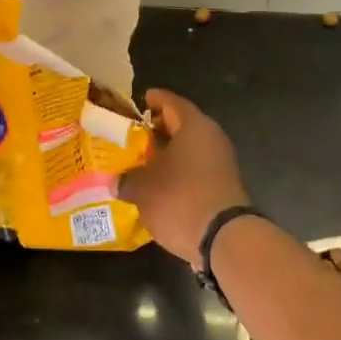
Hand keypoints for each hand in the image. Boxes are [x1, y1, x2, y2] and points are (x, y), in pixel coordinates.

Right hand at [119, 89, 250, 267]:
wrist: (224, 239)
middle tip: (133, 135)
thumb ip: (126, 179)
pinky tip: (158, 186)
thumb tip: (116, 182)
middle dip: (157, 130)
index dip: (155, 100)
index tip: (140, 100)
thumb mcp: (143, 188)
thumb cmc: (180, 199)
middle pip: (182, 126)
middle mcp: (212, 138)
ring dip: (167, 154)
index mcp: (194, 126)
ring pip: (189, 150)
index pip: (172, 103)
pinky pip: (195, 170)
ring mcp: (221, 164)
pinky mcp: (223, 187)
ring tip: (140, 162)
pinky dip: (177, 173)